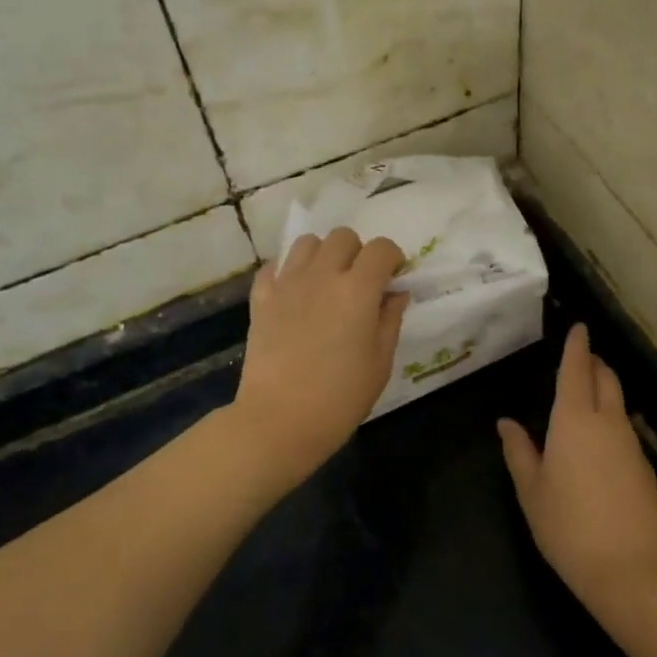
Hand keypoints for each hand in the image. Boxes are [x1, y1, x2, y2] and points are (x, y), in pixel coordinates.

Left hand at [234, 227, 408, 482]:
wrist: (279, 419)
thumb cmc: (340, 397)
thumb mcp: (380, 362)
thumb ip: (389, 320)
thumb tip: (395, 294)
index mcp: (357, 289)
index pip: (381, 249)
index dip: (392, 258)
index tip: (394, 278)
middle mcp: (322, 275)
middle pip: (343, 237)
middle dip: (358, 252)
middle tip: (360, 282)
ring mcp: (287, 284)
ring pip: (307, 243)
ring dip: (323, 255)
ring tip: (326, 282)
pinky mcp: (261, 298)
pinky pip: (274, 267)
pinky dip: (288, 271)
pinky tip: (295, 293)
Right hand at [498, 324, 656, 604]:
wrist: (632, 571)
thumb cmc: (568, 527)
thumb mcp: (531, 490)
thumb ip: (519, 451)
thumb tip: (507, 423)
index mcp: (574, 420)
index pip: (576, 369)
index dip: (577, 346)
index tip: (579, 326)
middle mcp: (607, 422)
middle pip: (605, 378)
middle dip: (593, 362)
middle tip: (579, 358)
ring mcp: (631, 444)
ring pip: (617, 403)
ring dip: (603, 390)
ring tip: (582, 396)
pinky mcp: (644, 467)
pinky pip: (624, 429)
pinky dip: (610, 419)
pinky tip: (597, 441)